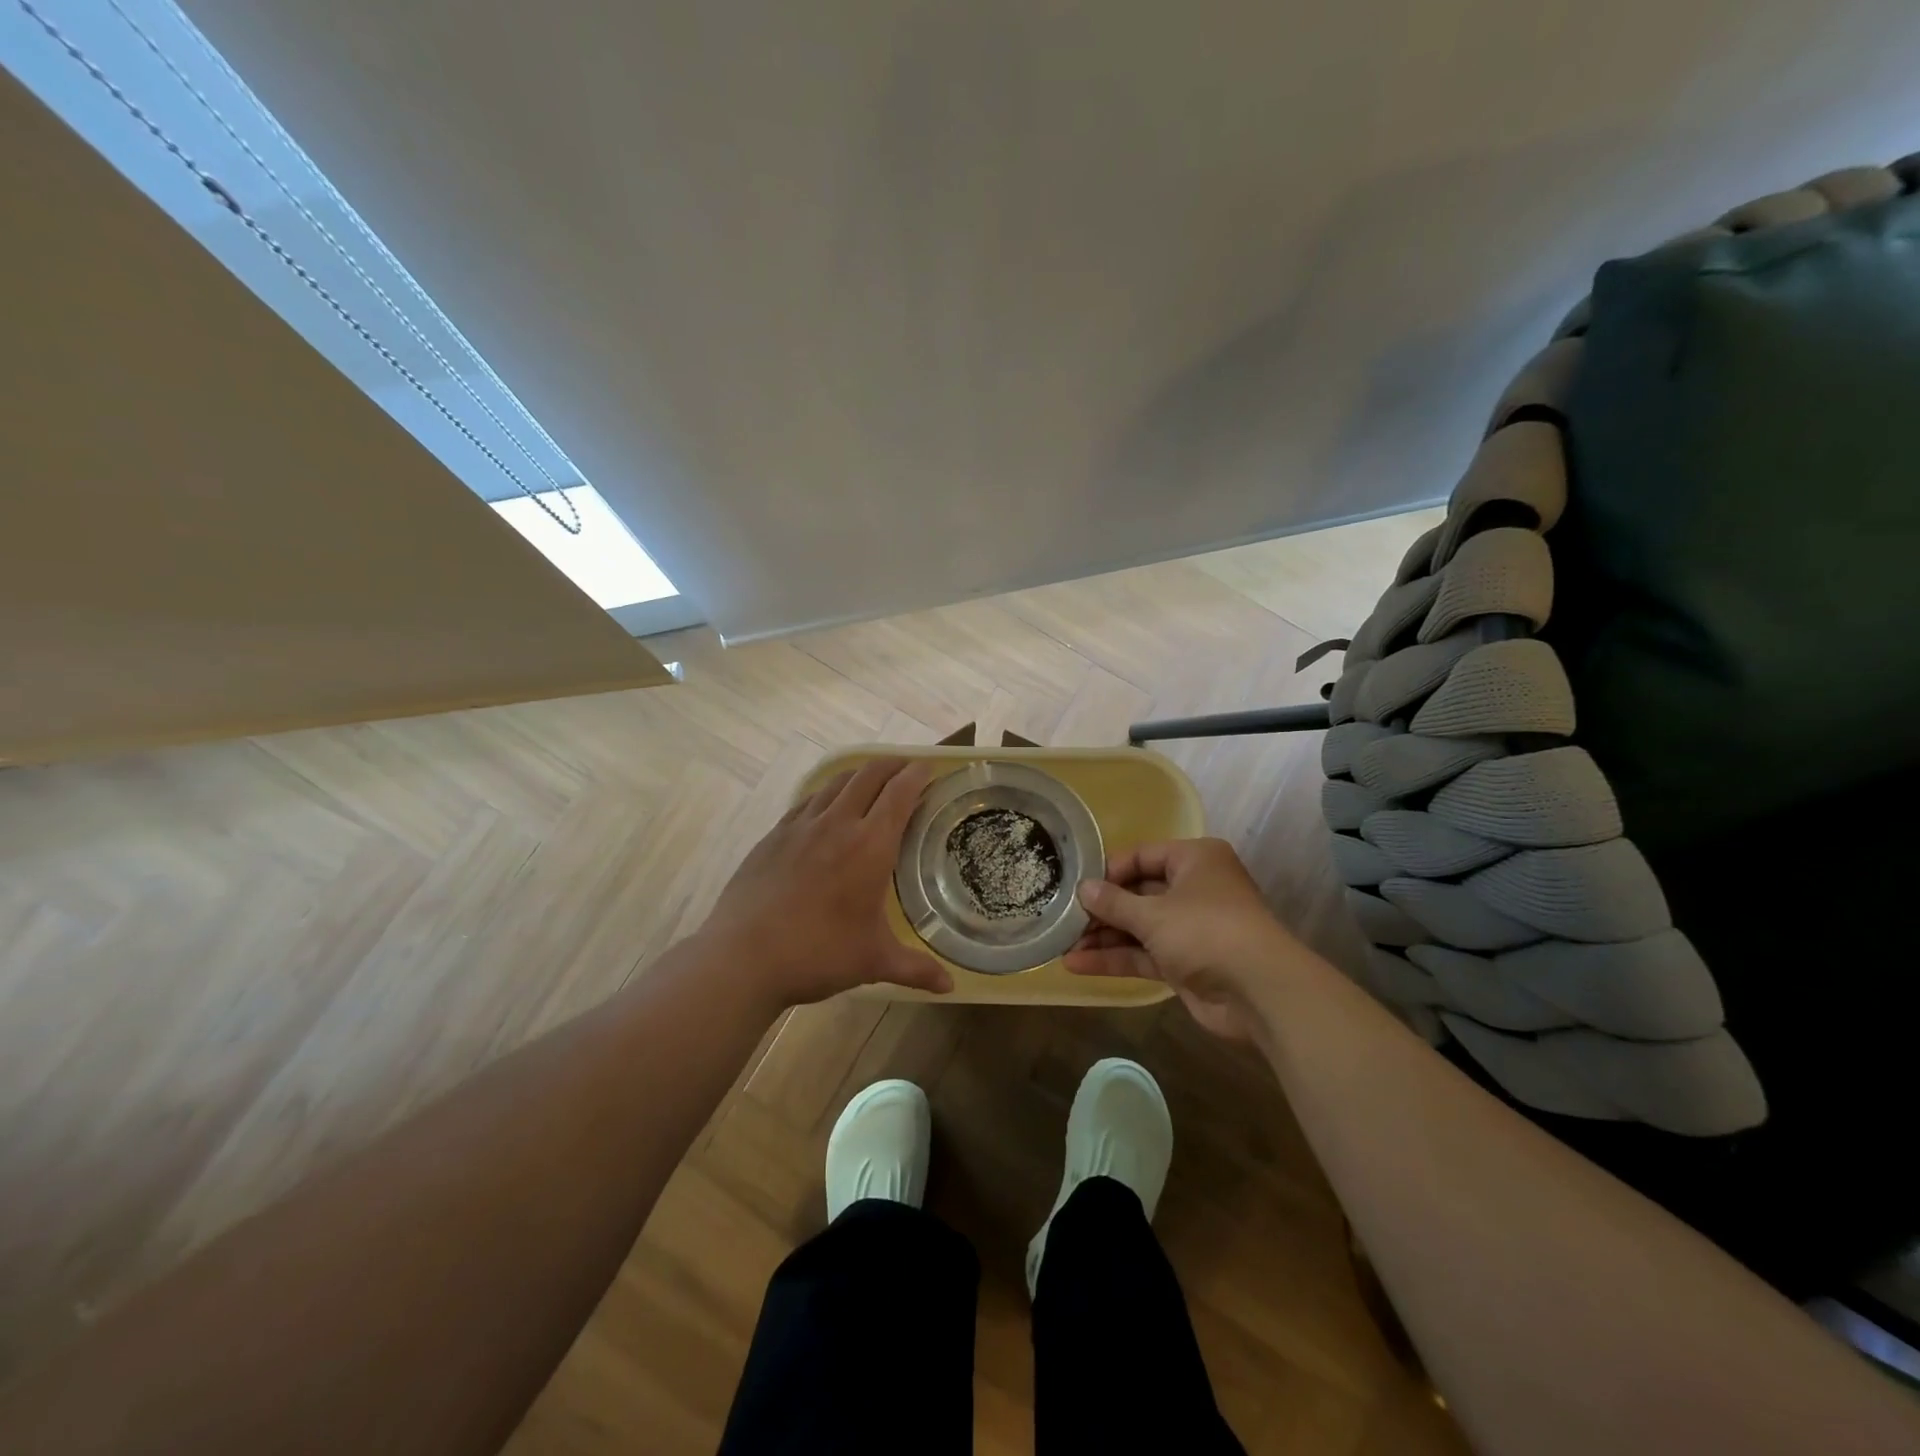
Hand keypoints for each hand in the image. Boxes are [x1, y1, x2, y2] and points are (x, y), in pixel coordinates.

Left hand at [701, 757, 951, 1009]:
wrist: (743, 957)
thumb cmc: (818, 954)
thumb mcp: (873, 962)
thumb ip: (915, 969)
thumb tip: (950, 987)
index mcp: (870, 846)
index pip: (899, 794)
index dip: (916, 775)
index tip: (928, 768)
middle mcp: (838, 824)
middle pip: (869, 776)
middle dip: (891, 764)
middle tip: (905, 766)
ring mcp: (801, 826)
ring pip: (836, 783)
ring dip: (859, 774)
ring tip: (870, 779)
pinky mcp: (774, 835)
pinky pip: (807, 801)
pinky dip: (826, 793)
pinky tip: (826, 807)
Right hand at [1066, 838, 1300, 1041]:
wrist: (1261, 992)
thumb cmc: (1206, 931)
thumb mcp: (1153, 913)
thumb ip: (1114, 902)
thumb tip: (1083, 888)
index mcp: (1195, 860)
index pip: (1143, 856)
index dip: (1109, 871)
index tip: (1077, 886)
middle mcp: (1194, 889)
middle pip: (1138, 893)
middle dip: (1101, 909)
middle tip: (1063, 918)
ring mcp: (1191, 929)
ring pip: (1139, 927)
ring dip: (1103, 937)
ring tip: (1061, 944)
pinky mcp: (1186, 964)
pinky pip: (1144, 954)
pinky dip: (1115, 958)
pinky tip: (1077, 965)